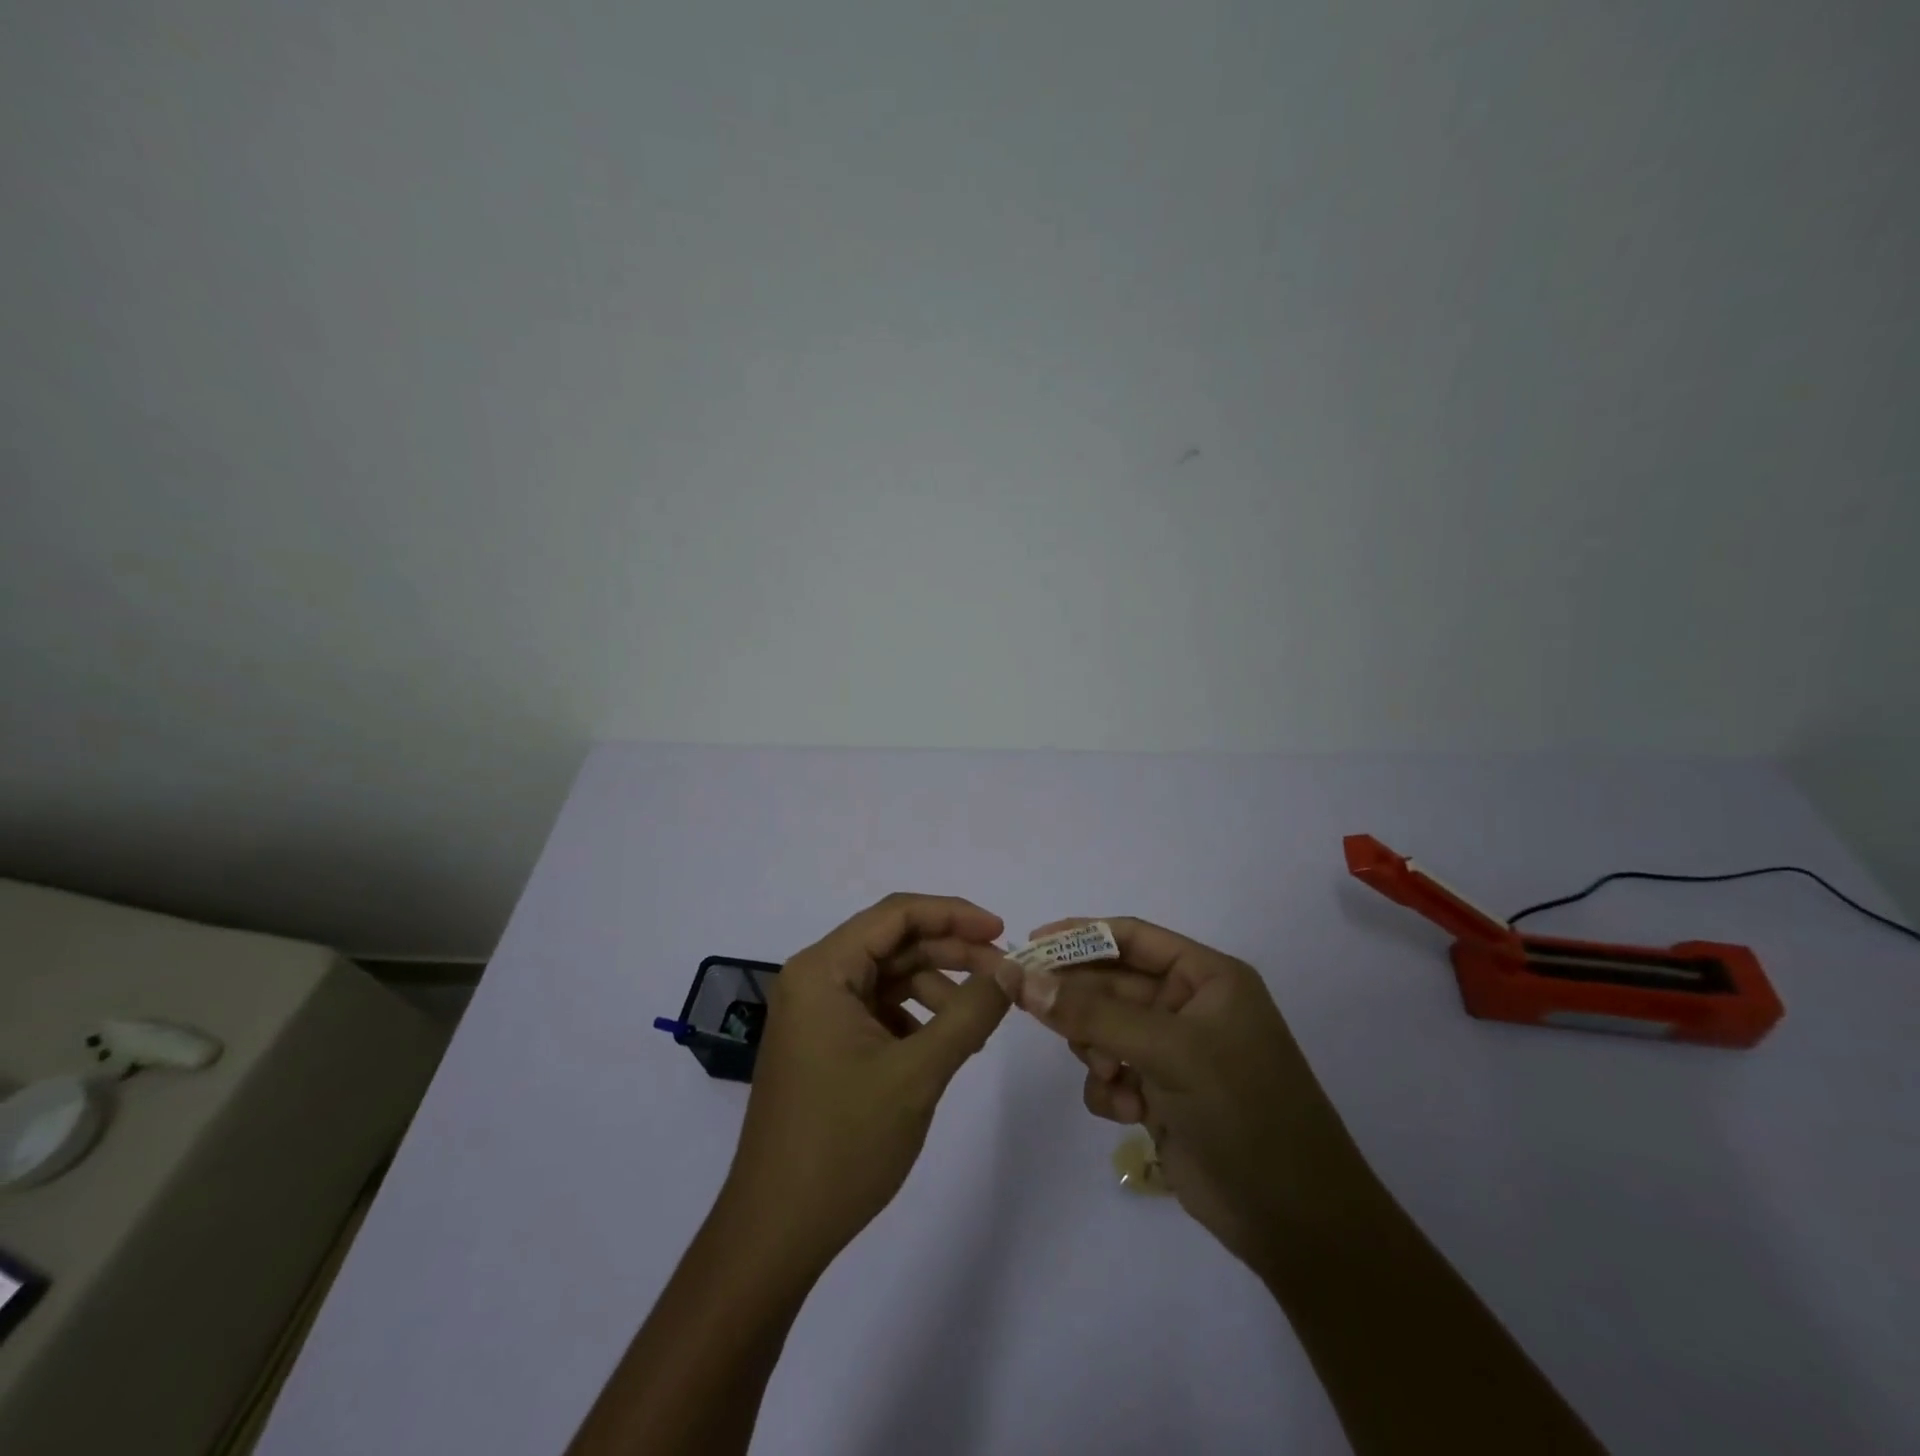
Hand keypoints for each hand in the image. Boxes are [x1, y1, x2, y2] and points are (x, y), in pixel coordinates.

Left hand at [720, 894, 1016, 1273]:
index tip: (1003, 933)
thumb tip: (1012, 970)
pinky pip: (878, 1009)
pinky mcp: (824, 1044)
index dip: (954, 914)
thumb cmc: (843, 1144)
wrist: (777, 1231)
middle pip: (894, 943)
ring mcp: (816, 1013)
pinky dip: (916, 1017)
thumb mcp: (917, 1072)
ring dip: (938, 988)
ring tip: (980, 1023)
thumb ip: (969, 1013)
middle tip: (1005, 977)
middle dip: (952, 953)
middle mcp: (814, 979)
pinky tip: (946, 1046)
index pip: (896, 914)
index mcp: (822, 970)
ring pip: (889, 976)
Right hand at [1014, 918, 1367, 1274]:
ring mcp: (1174, 1054)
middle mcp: (1189, 1007)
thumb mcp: (1169, 1050)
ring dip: (1094, 1049)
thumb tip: (1020, 977)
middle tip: (1031, 1008)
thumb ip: (1092, 1012)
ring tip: (1108, 1074)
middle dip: (1080, 1002)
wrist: (1296, 1222)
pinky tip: (1127, 1111)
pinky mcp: (1161, 1096)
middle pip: (1111, 984)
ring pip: (1103, 1030)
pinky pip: (1110, 1074)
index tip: (1030, 946)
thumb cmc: (1243, 1110)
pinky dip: (1107, 1089)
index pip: (1132, 938)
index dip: (1080, 935)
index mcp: (1206, 977)